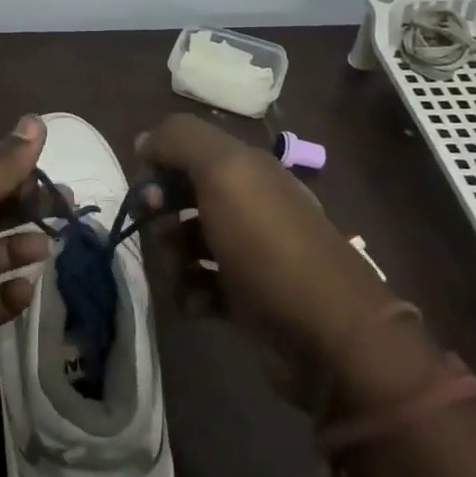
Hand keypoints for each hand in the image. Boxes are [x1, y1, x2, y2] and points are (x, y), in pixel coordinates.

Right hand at [138, 114, 409, 385]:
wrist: (330, 335)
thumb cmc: (269, 245)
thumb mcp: (224, 173)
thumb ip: (180, 141)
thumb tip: (145, 141)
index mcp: (247, 169)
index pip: (188, 150)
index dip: (160, 165)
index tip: (147, 191)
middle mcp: (248, 204)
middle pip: (185, 197)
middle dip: (161, 214)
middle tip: (159, 234)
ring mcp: (249, 253)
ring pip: (188, 242)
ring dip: (172, 257)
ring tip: (179, 275)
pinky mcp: (247, 297)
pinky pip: (201, 285)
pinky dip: (190, 292)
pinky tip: (194, 303)